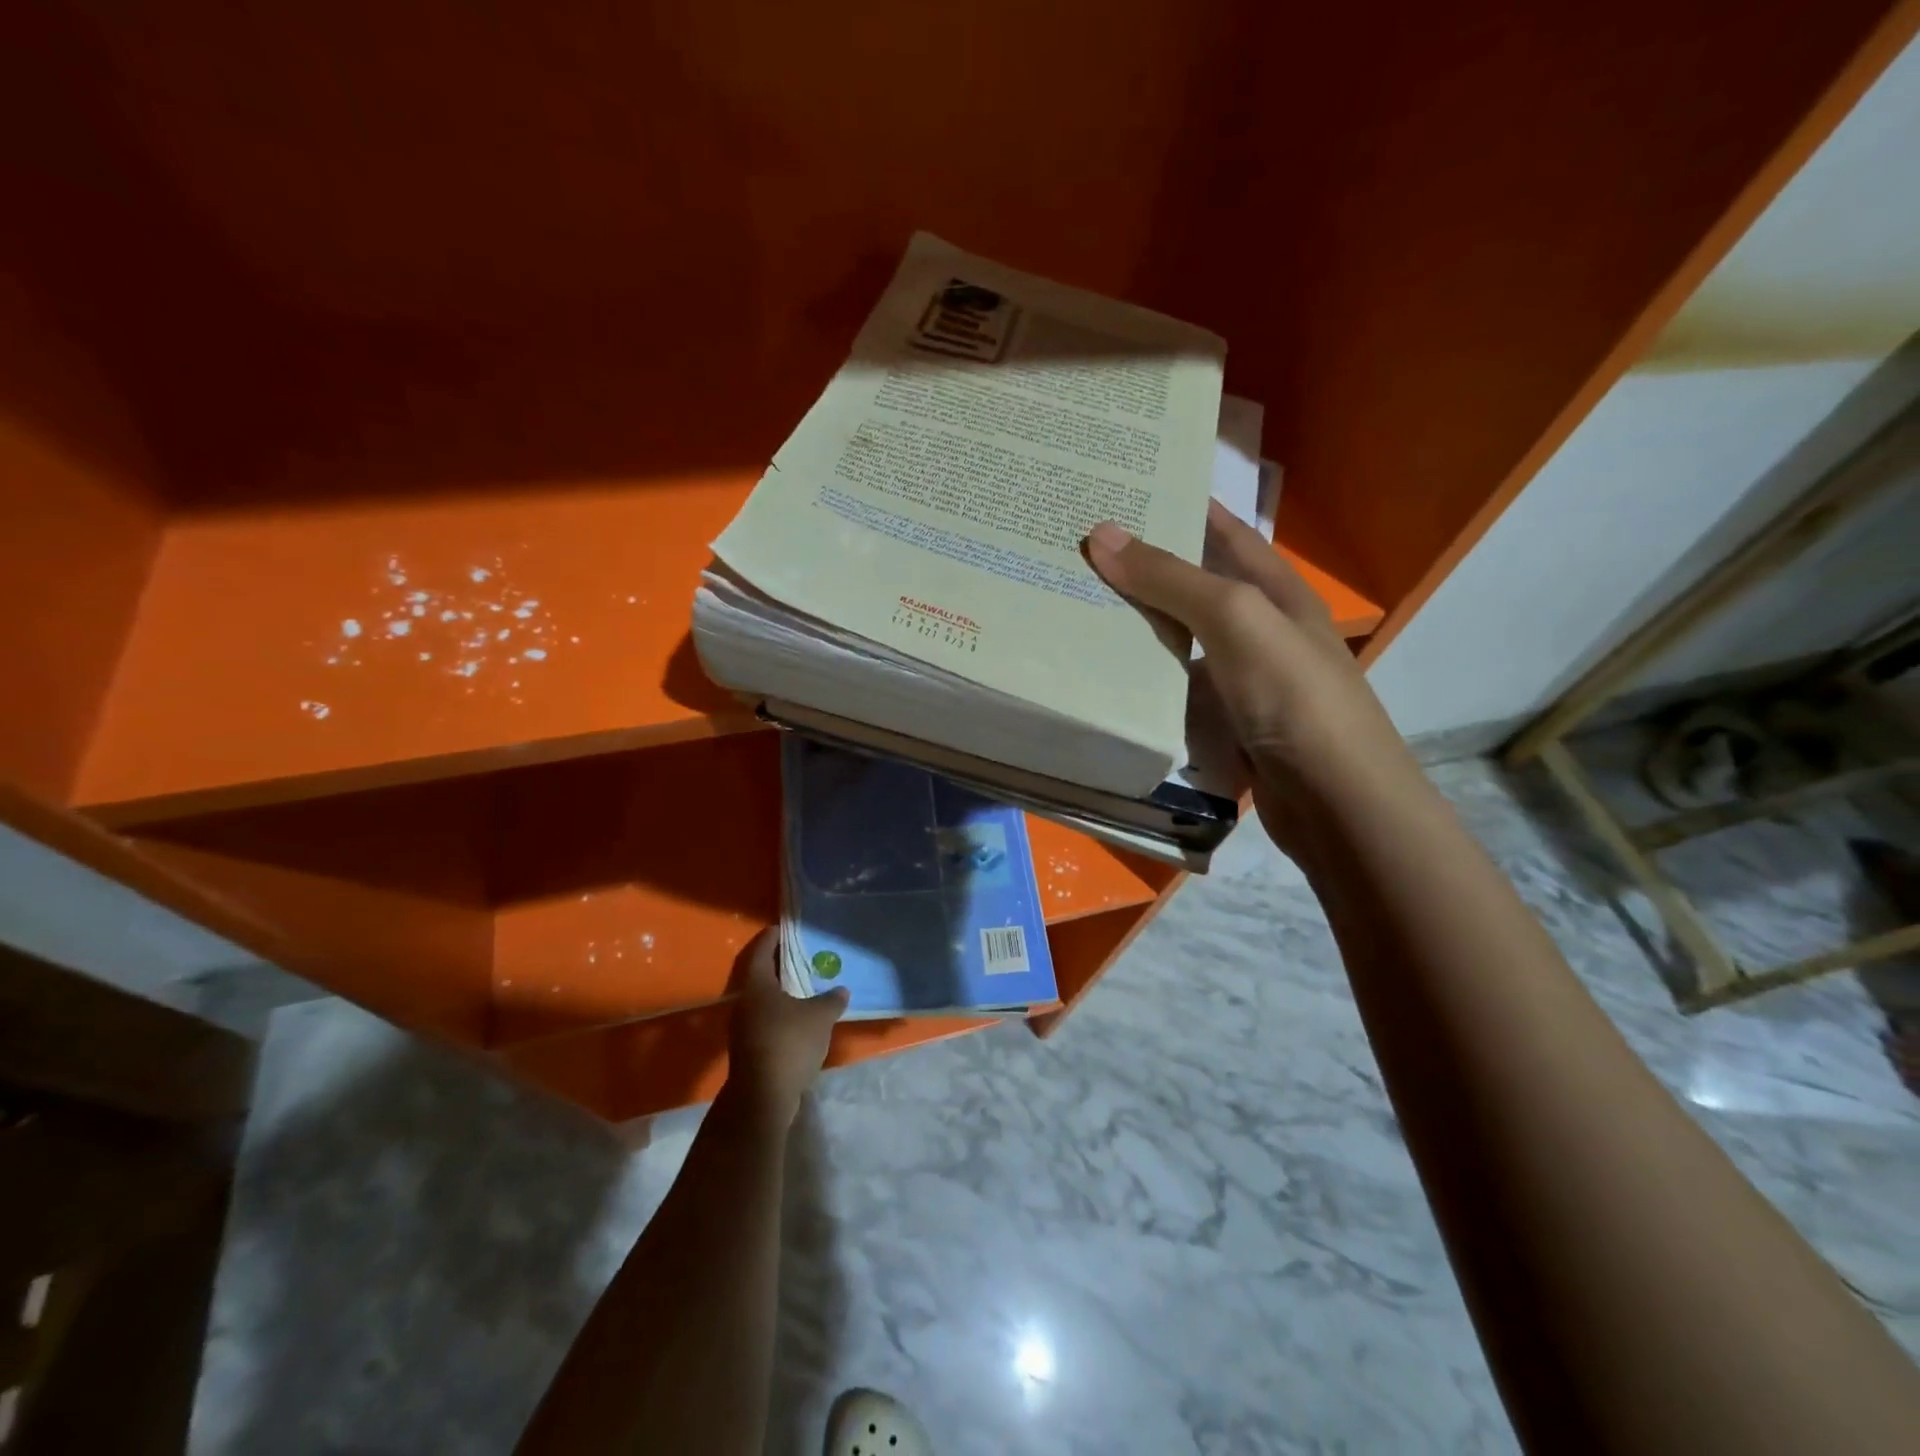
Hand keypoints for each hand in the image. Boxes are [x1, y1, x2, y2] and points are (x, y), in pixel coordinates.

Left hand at [725, 930, 848, 1127]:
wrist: (764, 1097)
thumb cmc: (790, 1043)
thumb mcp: (820, 1016)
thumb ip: (831, 1000)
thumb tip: (841, 990)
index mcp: (757, 986)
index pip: (761, 951)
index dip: (772, 938)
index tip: (783, 928)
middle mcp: (745, 1003)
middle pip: (760, 976)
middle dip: (778, 965)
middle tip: (800, 955)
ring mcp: (744, 1028)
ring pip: (763, 1001)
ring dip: (781, 992)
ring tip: (805, 986)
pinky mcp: (750, 1049)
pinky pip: (766, 1021)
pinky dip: (782, 1014)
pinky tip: (801, 1019)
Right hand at [1084, 502, 1423, 853]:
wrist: (1335, 803)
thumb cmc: (1294, 697)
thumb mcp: (1236, 620)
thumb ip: (1172, 579)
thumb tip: (1103, 533)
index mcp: (1276, 591)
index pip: (1226, 531)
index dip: (1183, 505)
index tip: (1125, 491)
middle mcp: (1261, 630)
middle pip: (1196, 587)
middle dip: (1146, 568)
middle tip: (1080, 550)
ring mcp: (1243, 681)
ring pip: (1181, 642)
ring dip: (1138, 626)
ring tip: (1077, 606)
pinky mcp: (1226, 725)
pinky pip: (1176, 690)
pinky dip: (1144, 680)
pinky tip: (1104, 676)